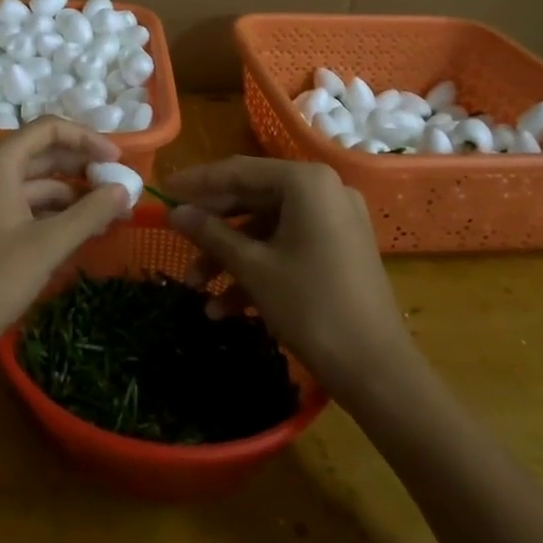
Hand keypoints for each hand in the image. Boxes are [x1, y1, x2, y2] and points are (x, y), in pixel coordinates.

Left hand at [0, 118, 135, 369]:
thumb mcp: (47, 245)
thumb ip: (90, 213)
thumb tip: (125, 190)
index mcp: (0, 163)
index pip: (49, 130)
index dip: (87, 139)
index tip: (118, 163)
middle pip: (44, 154)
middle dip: (84, 168)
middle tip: (120, 189)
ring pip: (37, 184)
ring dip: (73, 195)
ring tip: (109, 216)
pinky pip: (27, 207)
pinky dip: (55, 214)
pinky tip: (80, 234)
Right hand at [163, 157, 414, 397]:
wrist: (379, 372)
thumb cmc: (312, 307)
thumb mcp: (254, 268)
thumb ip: (211, 234)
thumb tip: (174, 213)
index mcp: (306, 182)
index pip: (239, 171)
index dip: (198, 182)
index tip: (163, 191)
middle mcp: (324, 191)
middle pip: (253, 197)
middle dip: (213, 227)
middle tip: (176, 240)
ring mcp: (335, 221)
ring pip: (268, 227)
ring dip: (231, 255)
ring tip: (196, 287)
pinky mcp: (339, 250)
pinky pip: (288, 246)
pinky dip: (259, 269)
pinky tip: (227, 307)